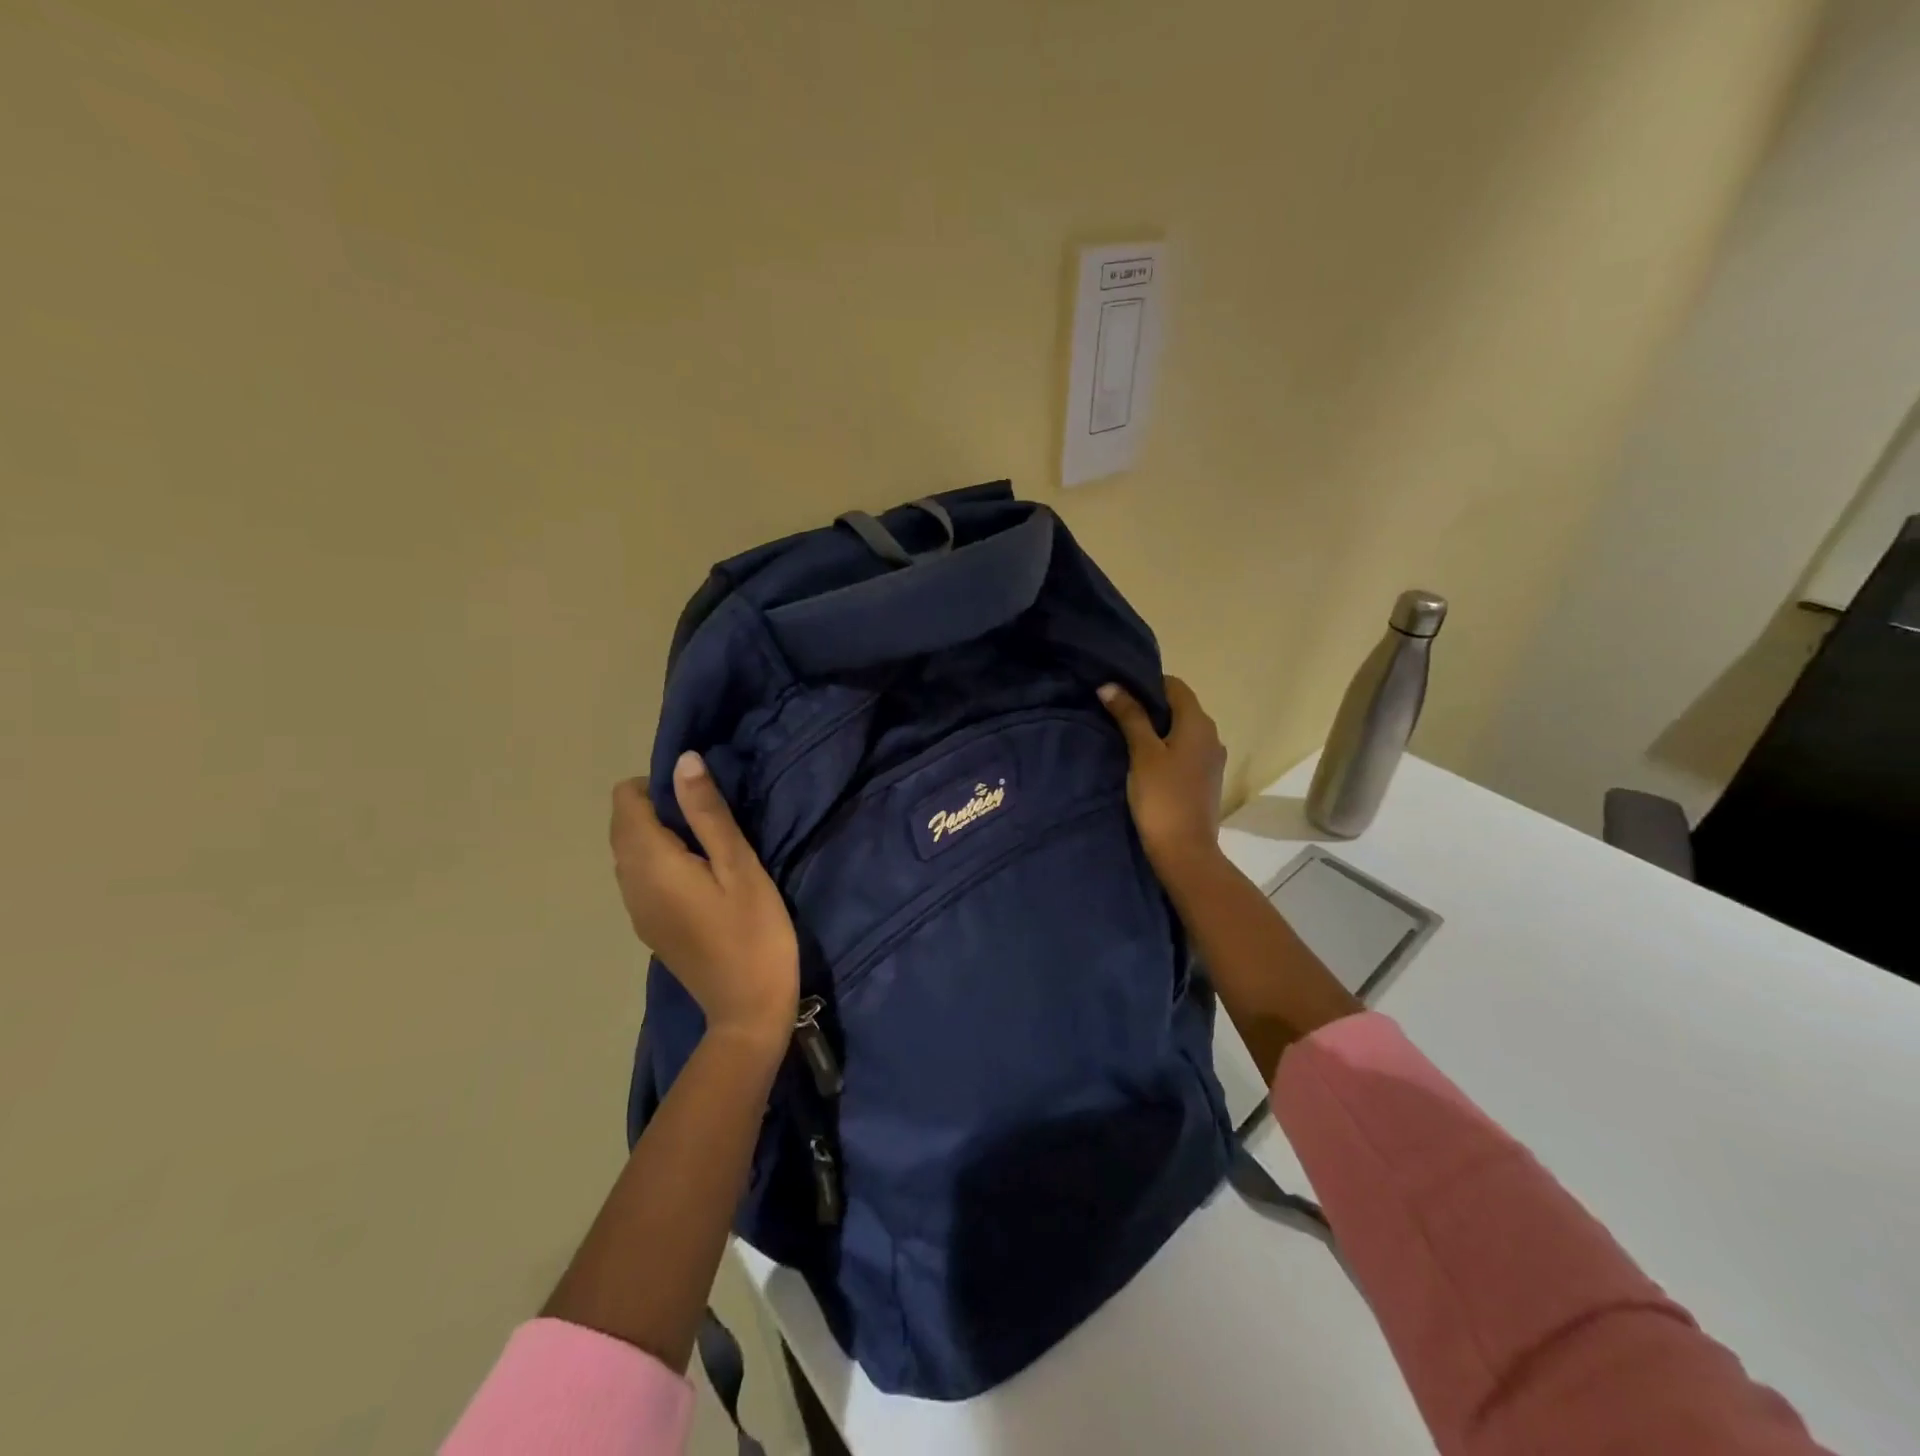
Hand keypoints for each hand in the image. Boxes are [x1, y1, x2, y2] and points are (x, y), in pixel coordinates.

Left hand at [610, 753, 798, 1043]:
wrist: (748, 1010)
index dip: (658, 786)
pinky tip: (701, 876)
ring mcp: (636, 910)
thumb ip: (708, 813)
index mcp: (650, 863)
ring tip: (711, 844)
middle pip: (623, 825)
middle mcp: (630, 883)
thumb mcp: (740, 866)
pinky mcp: (649, 926)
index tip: (702, 796)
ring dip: (659, 834)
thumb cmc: (754, 932)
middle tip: (712, 818)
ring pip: (629, 851)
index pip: (625, 801)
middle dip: (658, 807)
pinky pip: (640, 876)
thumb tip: (683, 760)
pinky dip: (660, 860)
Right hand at [1099, 676, 1227, 875]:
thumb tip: (1110, 686)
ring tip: (1126, 736)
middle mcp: (1211, 735)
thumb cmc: (1162, 797)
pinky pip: (1185, 751)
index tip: (1120, 691)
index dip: (1148, 683)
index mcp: (1198, 723)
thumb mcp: (1142, 753)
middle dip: (1150, 706)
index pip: (1175, 686)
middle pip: (1180, 707)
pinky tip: (1144, 761)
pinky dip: (1166, 748)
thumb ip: (1129, 717)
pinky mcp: (1206, 779)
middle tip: (1116, 712)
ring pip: (1182, 730)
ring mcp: (1211, 759)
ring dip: (1157, 729)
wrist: (1185, 851)